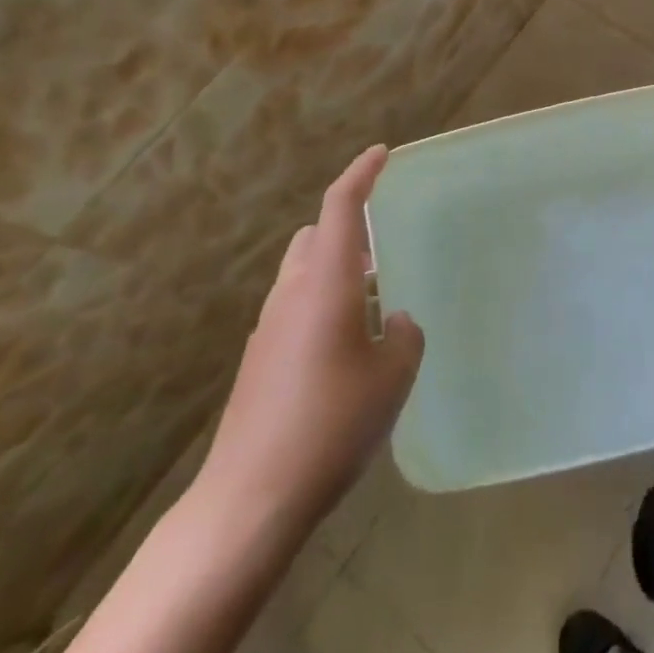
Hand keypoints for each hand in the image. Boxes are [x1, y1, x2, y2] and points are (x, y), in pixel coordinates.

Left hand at [194, 145, 423, 532]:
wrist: (251, 498)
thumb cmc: (332, 423)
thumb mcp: (392, 377)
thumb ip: (402, 336)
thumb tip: (393, 322)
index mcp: (327, 282)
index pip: (341, 206)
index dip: (361, 174)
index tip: (381, 154)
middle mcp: (292, 293)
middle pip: (316, 236)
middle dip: (348, 228)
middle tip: (384, 244)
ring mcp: (269, 328)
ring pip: (303, 273)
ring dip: (335, 270)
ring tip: (372, 299)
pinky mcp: (259, 361)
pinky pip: (295, 309)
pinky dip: (321, 305)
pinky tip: (345, 346)